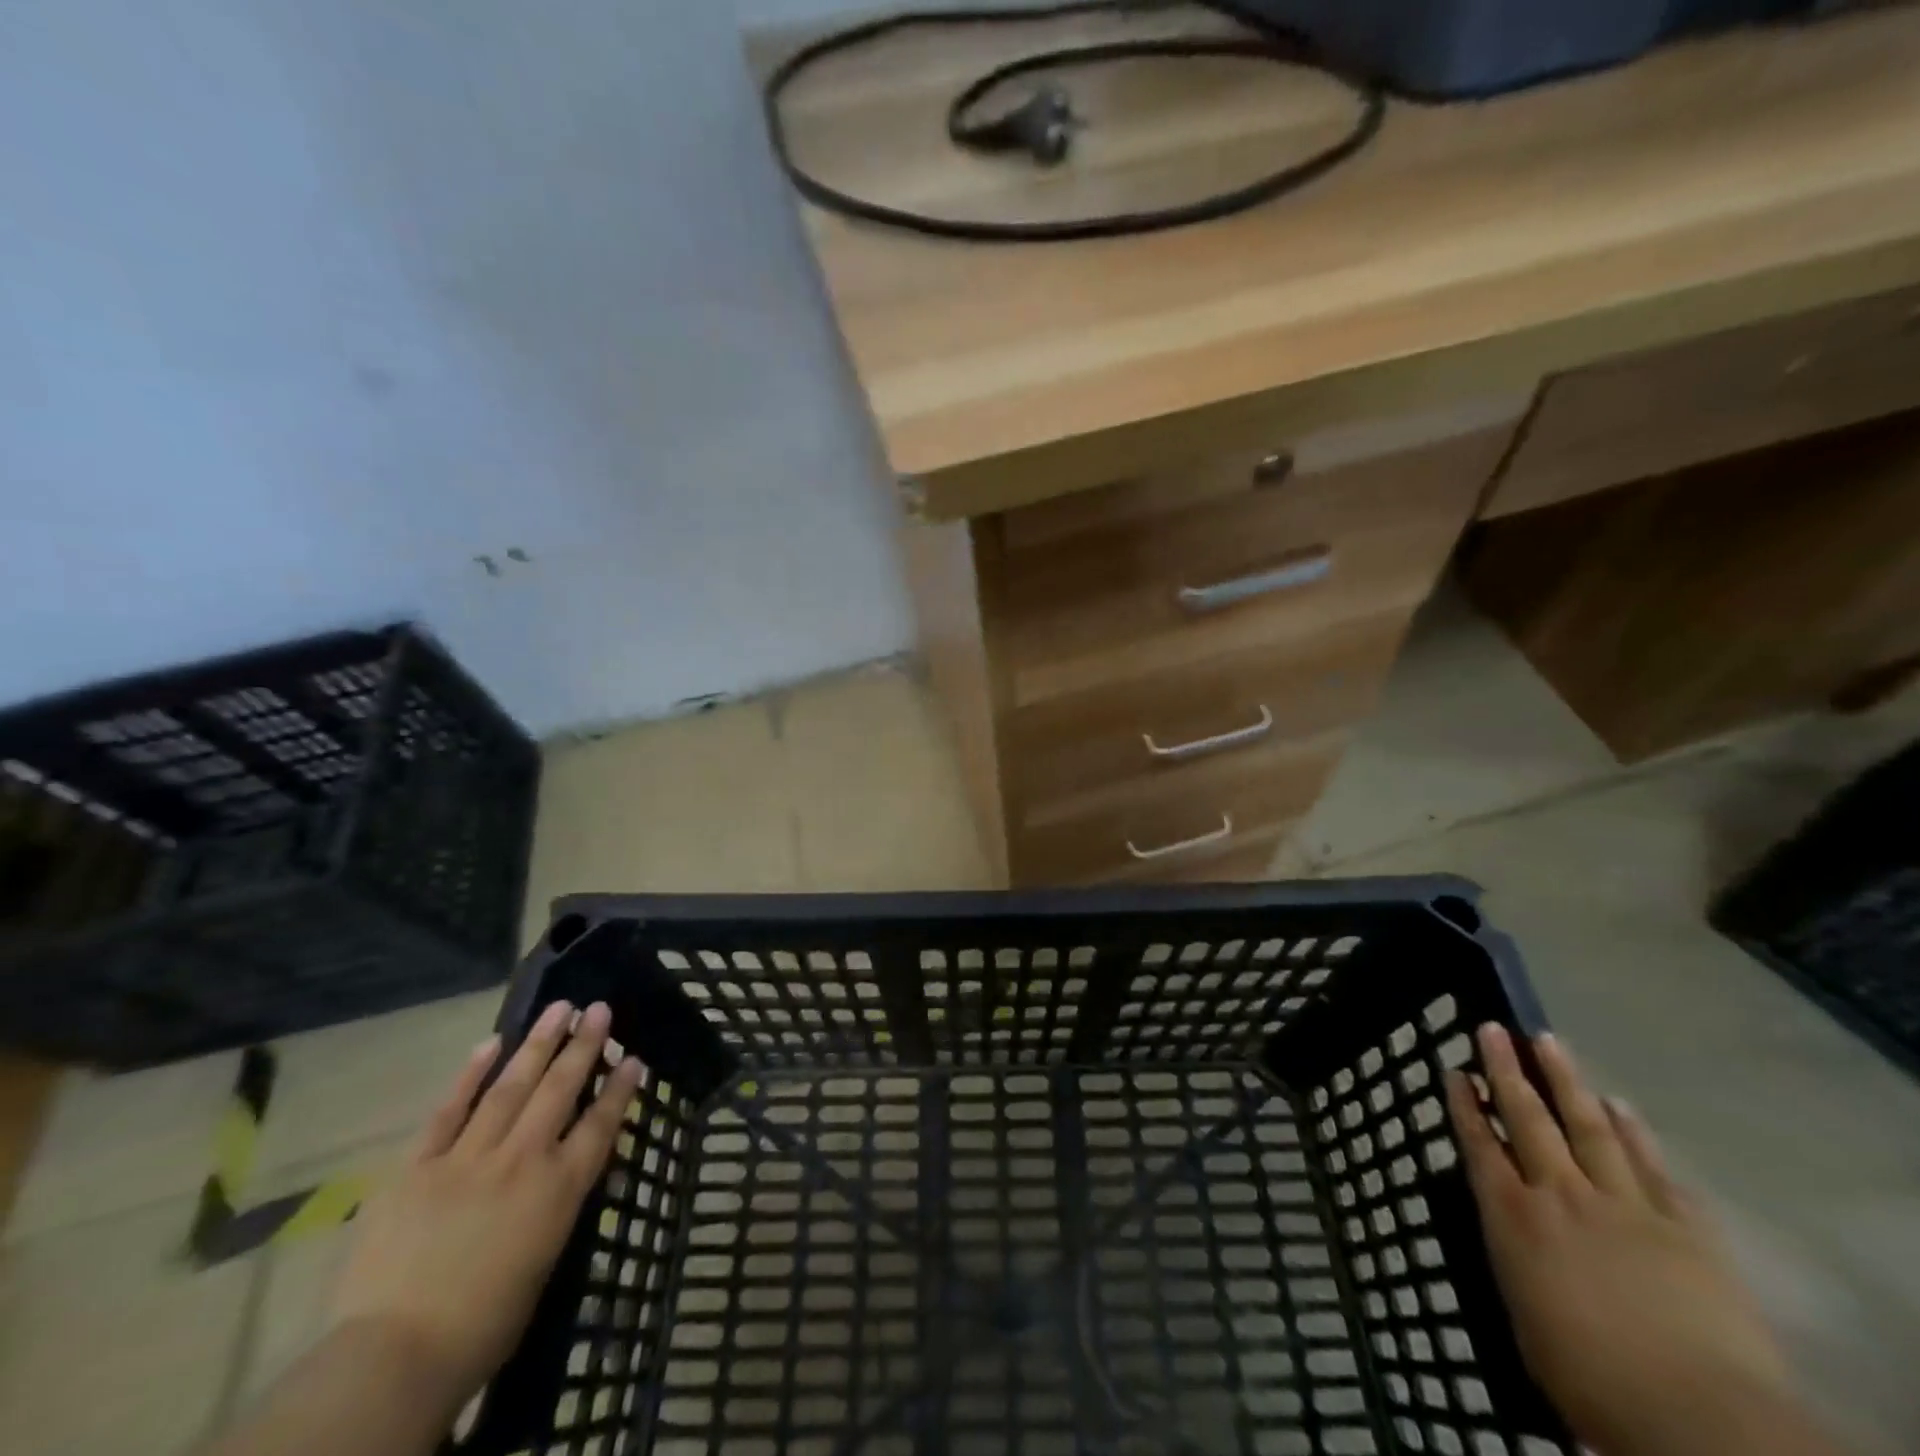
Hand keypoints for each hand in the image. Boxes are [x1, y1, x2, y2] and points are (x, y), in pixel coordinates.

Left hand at [330, 1000, 642, 1411]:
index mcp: (559, 1188)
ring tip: (559, 1008)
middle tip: (598, 1009)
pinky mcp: (417, 1167)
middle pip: (559, 1090)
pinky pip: (448, 1111)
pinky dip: (470, 1075)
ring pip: (510, 1087)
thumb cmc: (485, 1323)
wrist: (395, 1355)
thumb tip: (575, 1169)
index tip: (633, 1057)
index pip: (600, 1124)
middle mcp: (522, 1159)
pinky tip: (491, 1044)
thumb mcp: (546, 1259)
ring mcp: (468, 1157)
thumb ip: (561, 1205)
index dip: (619, 1088)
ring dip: (538, 1044)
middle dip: (583, 1046)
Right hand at [1447, 1024, 1817, 1455]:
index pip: (1479, 1145)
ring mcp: (1625, 1205)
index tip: (1455, 1069)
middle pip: (1527, 1118)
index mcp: (1514, 1217)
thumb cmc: (1590, 1380)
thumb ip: (1518, 1265)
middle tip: (1493, 1028)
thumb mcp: (1526, 1322)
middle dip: (1506, 1070)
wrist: (1699, 1417)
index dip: (1465, 1105)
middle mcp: (1560, 1195)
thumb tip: (1512, 1237)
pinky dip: (1635, 1133)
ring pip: (1587, 1126)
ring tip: (1549, 1041)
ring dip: (1566, 1081)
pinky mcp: (1685, 1227)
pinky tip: (1622, 1106)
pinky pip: (1654, 1168)